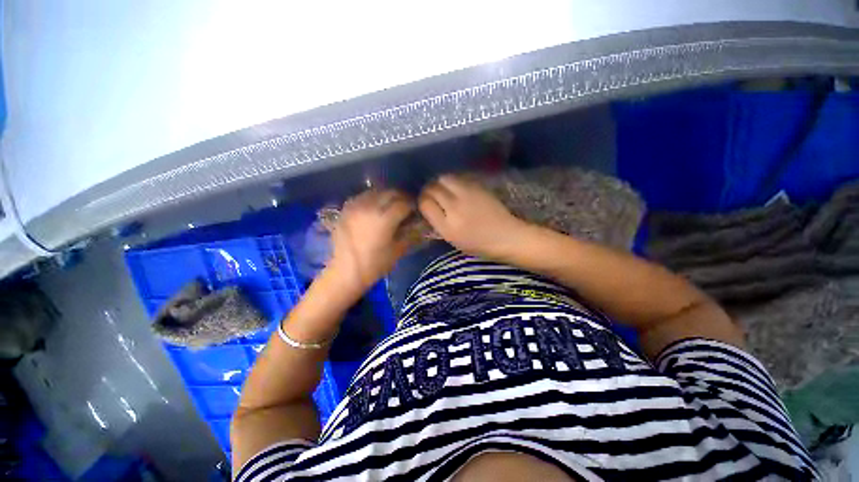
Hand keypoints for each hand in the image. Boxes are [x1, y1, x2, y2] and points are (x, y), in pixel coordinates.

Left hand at [327, 189, 414, 295]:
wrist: (345, 272)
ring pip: (376, 191)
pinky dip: (373, 198)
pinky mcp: (346, 208)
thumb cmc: (374, 265)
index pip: (403, 204)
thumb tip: (420, 223)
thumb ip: (411, 234)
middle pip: (390, 193)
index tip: (416, 211)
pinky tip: (375, 207)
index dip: (413, 206)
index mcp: (384, 219)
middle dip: (401, 198)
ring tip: (391, 205)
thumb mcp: (397, 250)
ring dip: (387, 196)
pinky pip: (363, 196)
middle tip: (406, 206)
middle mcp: (369, 207)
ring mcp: (355, 206)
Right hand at [419, 175, 528, 258]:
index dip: (422, 201)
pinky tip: (457, 188)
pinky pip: (459, 178)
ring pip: (444, 178)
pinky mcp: (478, 187)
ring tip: (444, 189)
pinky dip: (453, 181)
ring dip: (440, 182)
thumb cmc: (480, 245)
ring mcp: (467, 195)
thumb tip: (429, 208)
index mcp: (447, 227)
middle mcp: (455, 208)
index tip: (425, 203)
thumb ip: (439, 224)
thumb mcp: (454, 241)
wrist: (507, 236)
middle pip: (432, 188)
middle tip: (432, 194)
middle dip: (429, 190)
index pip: (425, 203)